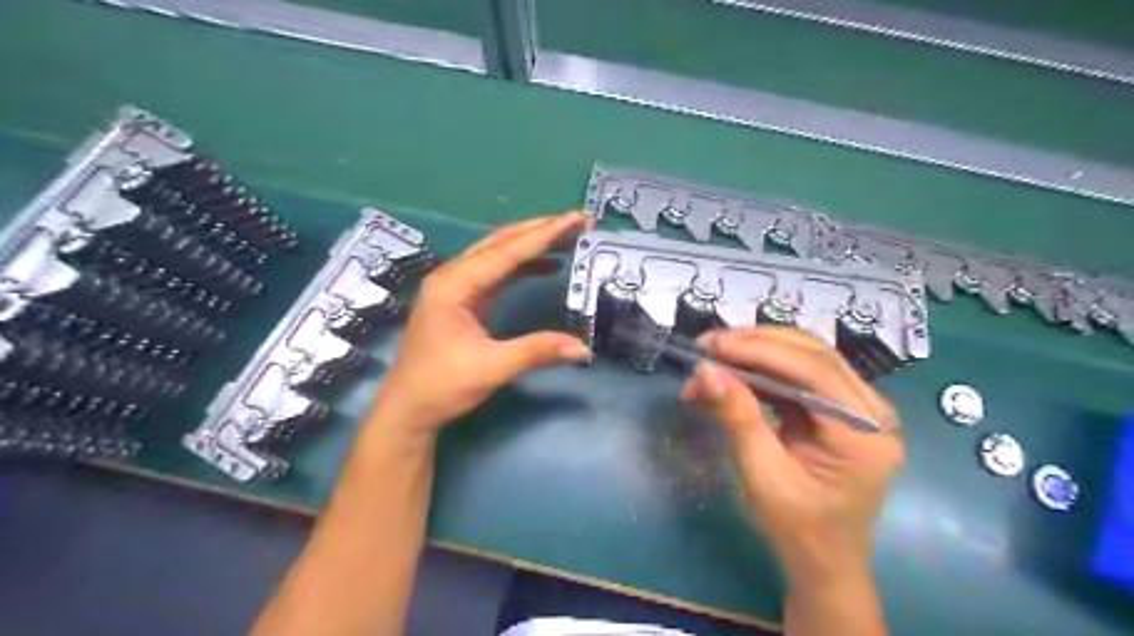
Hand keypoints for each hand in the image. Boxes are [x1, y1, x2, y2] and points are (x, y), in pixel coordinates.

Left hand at [371, 212, 593, 435]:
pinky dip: (524, 266)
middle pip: (502, 242)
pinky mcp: (464, 300)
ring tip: (569, 238)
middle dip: (541, 230)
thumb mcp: (491, 368)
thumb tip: (584, 349)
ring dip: (533, 244)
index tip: (577, 219)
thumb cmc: (441, 386)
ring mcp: (457, 287)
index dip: (545, 234)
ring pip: (500, 254)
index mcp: (454, 284)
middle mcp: (454, 276)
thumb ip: (537, 352)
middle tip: (579, 222)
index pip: (507, 251)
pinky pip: (498, 273)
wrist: (407, 410)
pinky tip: (547, 266)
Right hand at [681, 331, 905, 583]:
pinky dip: (761, 371)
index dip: (760, 349)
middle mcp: (873, 410)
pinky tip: (731, 376)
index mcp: (865, 434)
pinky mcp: (839, 408)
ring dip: (755, 354)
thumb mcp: (762, 476)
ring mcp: (860, 407)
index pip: (814, 370)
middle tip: (707, 347)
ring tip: (712, 361)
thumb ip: (737, 418)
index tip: (712, 346)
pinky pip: (798, 375)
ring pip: (804, 357)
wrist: (824, 563)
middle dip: (754, 344)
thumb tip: (706, 370)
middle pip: (813, 354)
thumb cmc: (797, 530)